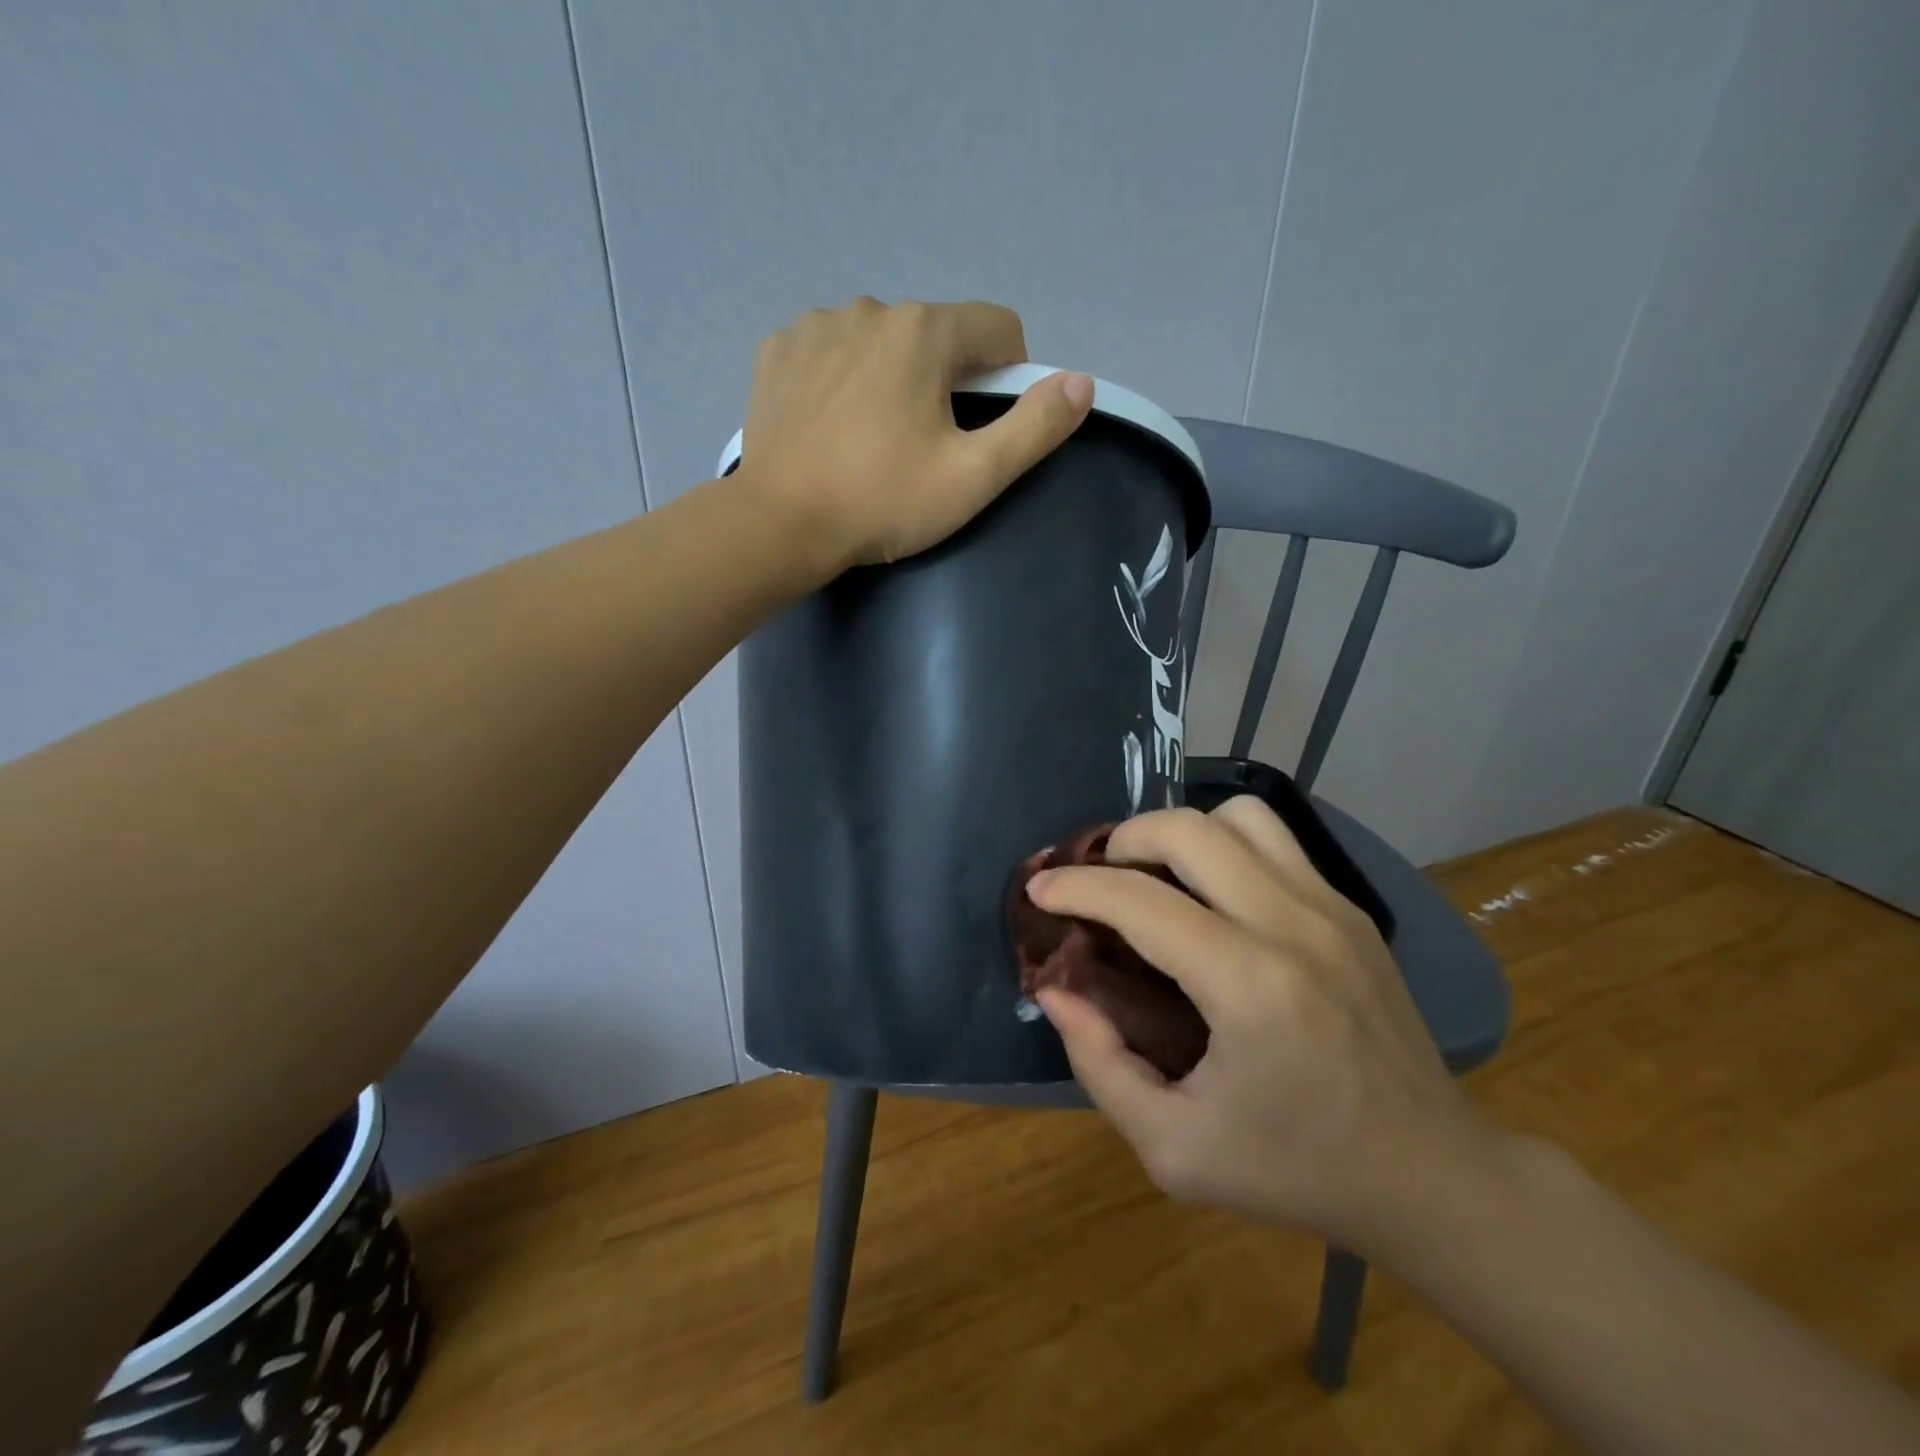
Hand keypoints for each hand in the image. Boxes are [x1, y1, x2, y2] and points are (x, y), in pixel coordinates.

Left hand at [736, 297, 1094, 569]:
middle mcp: (870, 308)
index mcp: (923, 331)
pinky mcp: (778, 352)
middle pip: (937, 336)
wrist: (779, 524)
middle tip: (926, 448)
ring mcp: (816, 325)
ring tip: (874, 441)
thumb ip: (1034, 427)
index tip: (985, 427)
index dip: (1010, 377)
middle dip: (946, 382)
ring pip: (882, 342)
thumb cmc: (882, 501)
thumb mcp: (973, 476)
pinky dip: (843, 379)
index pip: (998, 328)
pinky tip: (833, 426)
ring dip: (893, 378)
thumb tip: (1080, 383)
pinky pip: (831, 351)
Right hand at [1029, 795, 1502, 1256]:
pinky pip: (1275, 840)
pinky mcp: (1351, 909)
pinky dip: (1226, 844)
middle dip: (1124, 840)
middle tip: (1098, 877)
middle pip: (1189, 830)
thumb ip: (1100, 1066)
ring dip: (1182, 832)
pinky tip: (1211, 892)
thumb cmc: (1296, 1170)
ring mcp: (1331, 908)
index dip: (1076, 888)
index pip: (1140, 901)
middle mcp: (1293, 925)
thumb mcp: (1175, 1149)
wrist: (1431, 1174)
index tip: (1040, 890)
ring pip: (1239, 816)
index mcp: (1250, 986)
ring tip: (1157, 874)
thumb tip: (1055, 992)